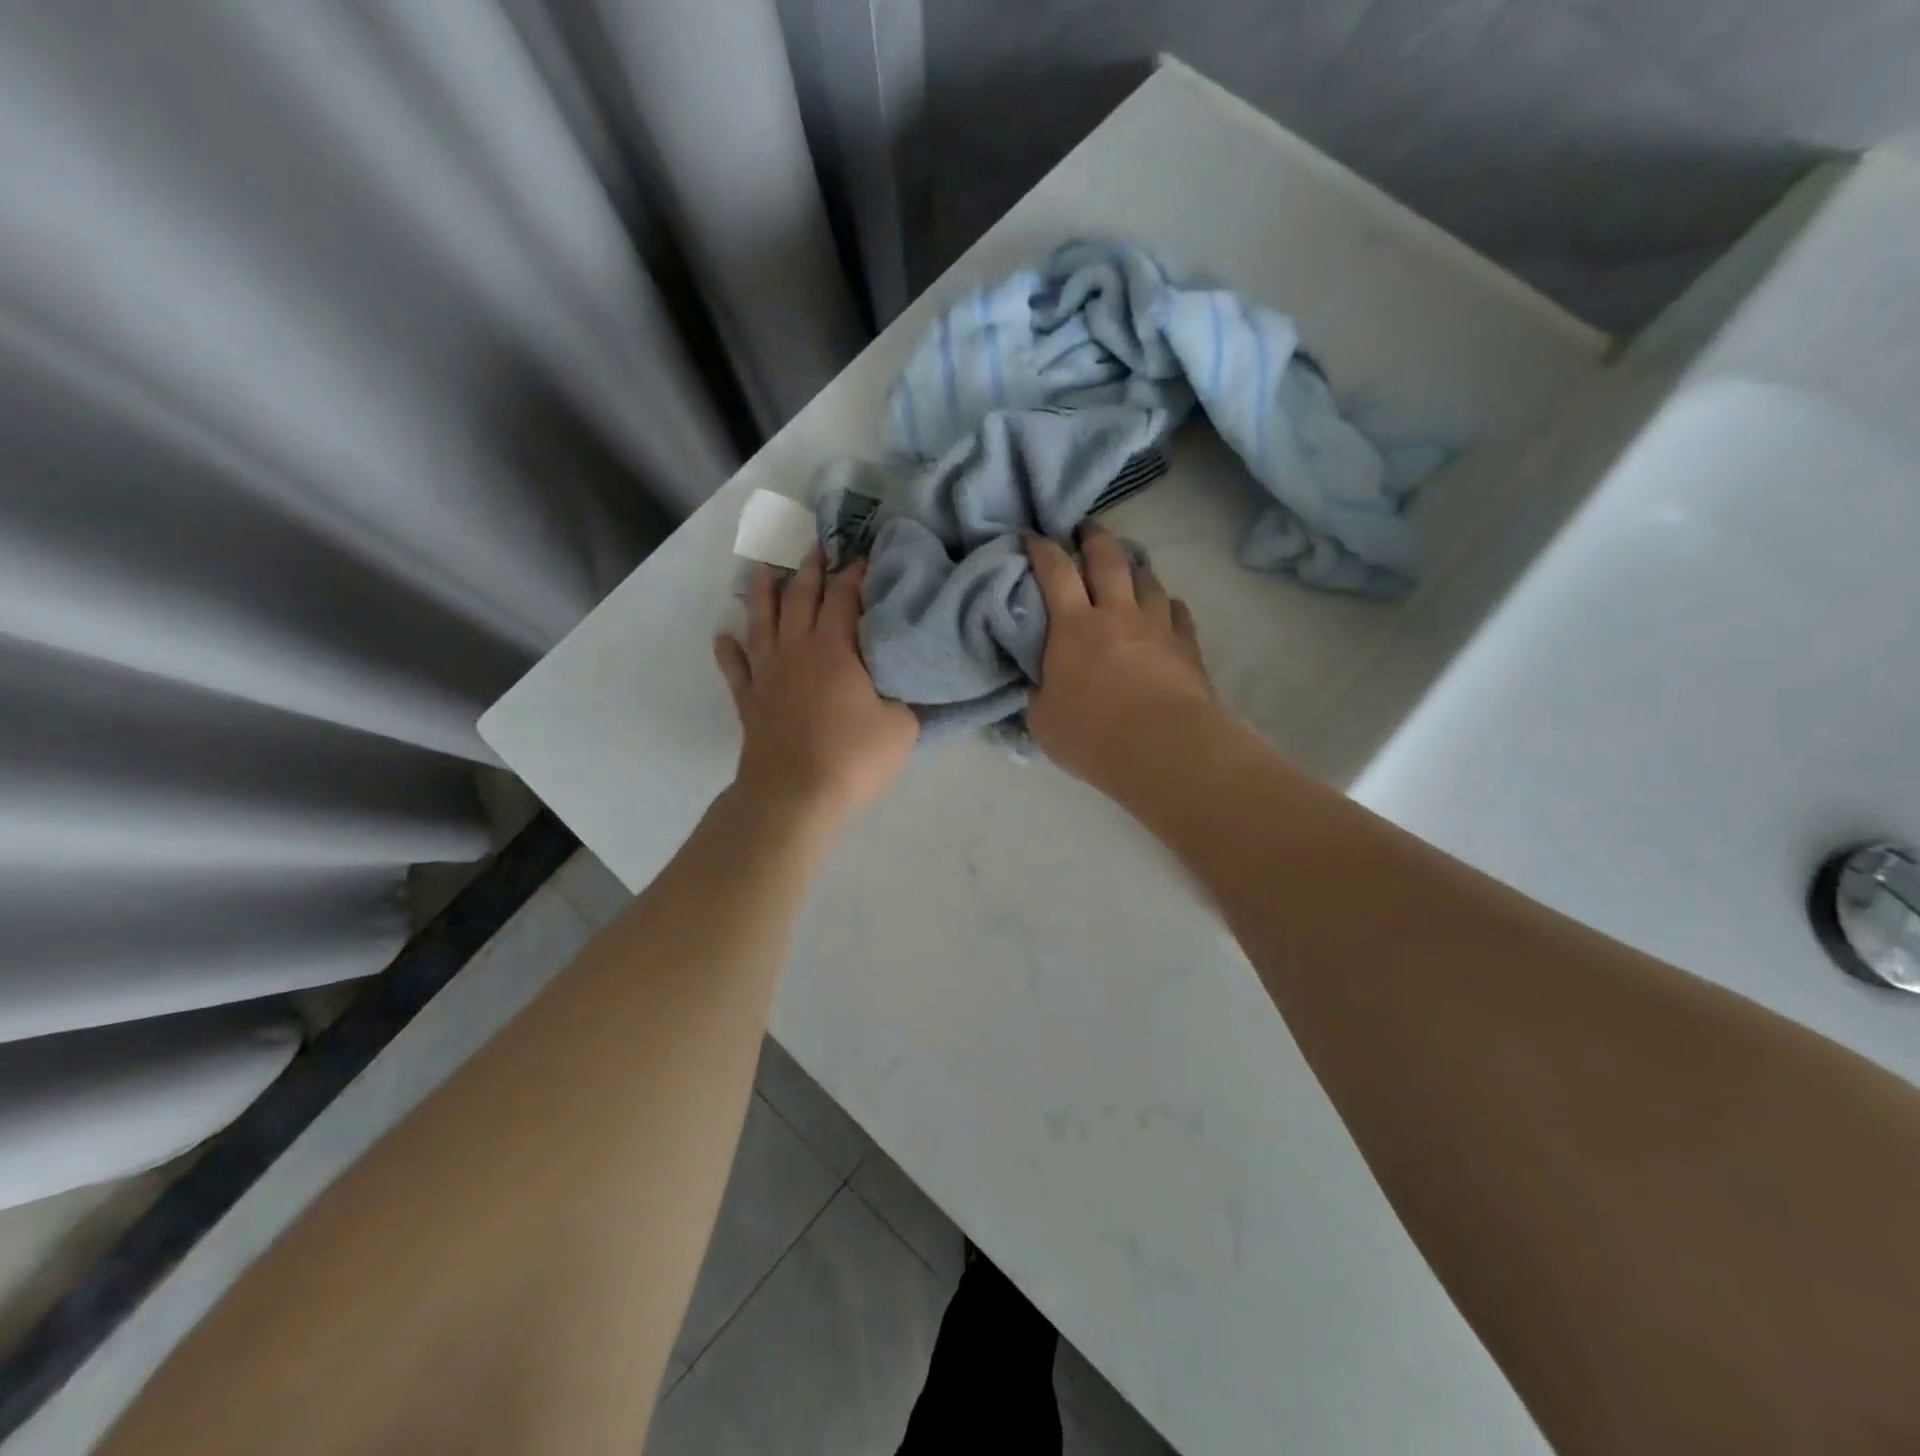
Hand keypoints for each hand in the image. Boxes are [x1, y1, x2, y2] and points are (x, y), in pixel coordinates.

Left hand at [714, 548, 918, 826]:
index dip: (855, 573)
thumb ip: (904, 697)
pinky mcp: (749, 701)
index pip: (844, 597)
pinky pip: (736, 667)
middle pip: (799, 598)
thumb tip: (904, 683)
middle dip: (809, 569)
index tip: (863, 554)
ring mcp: (767, 674)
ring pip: (762, 622)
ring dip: (762, 594)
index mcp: (834, 648)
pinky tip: (724, 636)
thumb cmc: (852, 758)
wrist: (793, 796)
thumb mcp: (901, 727)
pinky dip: (729, 649)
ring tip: (760, 570)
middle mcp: (796, 650)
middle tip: (814, 546)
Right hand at [1025, 523, 1213, 785]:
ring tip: (1129, 566)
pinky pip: (1178, 611)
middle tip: (1085, 529)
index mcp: (1073, 627)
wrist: (1163, 748)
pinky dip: (1168, 604)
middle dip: (1093, 537)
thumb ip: (1038, 693)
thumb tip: (1038, 684)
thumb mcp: (1043, 721)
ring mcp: (1156, 626)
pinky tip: (1167, 607)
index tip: (1033, 538)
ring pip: (1147, 579)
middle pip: (1107, 559)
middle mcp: (1116, 613)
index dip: (1042, 549)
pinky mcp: (1186, 645)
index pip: (1055, 571)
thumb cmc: (1092, 735)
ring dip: (1135, 566)